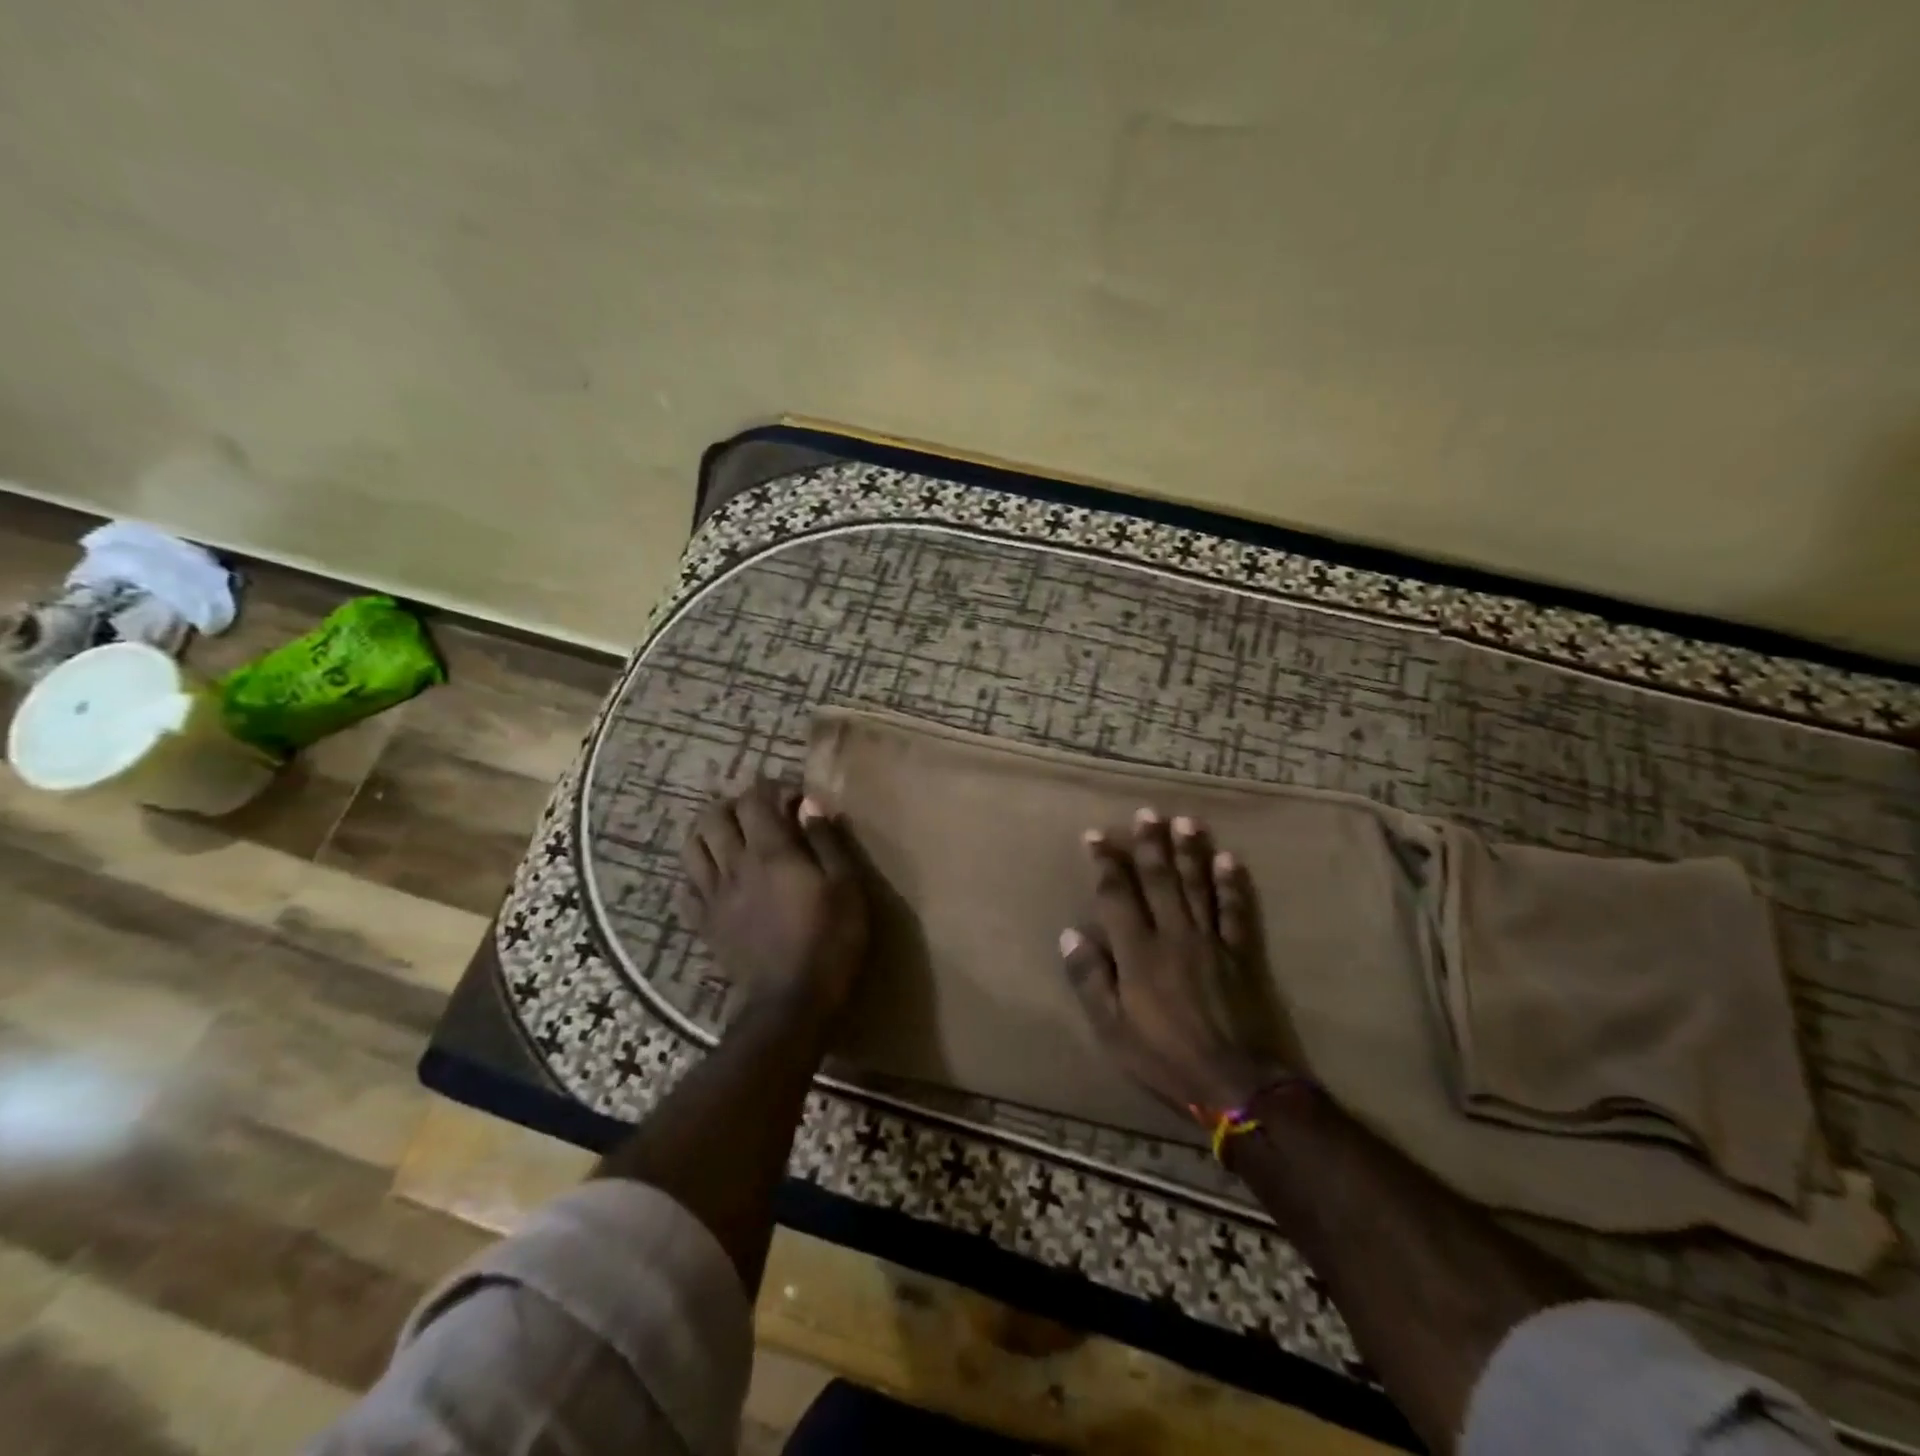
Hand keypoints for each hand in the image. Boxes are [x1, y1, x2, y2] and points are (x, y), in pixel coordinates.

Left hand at [675, 779, 870, 1026]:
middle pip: (713, 816)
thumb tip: (810, 806)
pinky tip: (716, 880)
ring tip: (732, 839)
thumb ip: (827, 841)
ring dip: (709, 833)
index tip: (797, 799)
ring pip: (691, 847)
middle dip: (735, 804)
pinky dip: (696, 875)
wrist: (790, 1003)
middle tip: (761, 814)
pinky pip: (685, 889)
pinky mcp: (704, 924)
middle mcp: (734, 865)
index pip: (755, 799)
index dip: (774, 788)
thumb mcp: (846, 887)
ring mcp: (713, 896)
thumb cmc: (829, 941)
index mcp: (770, 851)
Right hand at [1060, 808, 1293, 1114]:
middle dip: (1150, 844)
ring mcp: (1211, 941)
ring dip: (1190, 852)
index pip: (1117, 895)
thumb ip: (1090, 979)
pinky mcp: (1242, 954)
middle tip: (1146, 813)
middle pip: (1160, 880)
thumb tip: (1070, 935)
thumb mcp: (1112, 1029)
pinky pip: (1236, 911)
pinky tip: (1229, 860)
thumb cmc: (1165, 1057)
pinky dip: (1232, 884)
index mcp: (1138, 951)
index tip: (1095, 835)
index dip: (1106, 863)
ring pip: (1198, 886)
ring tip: (1184, 821)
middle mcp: (1173, 934)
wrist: (1236, 1082)